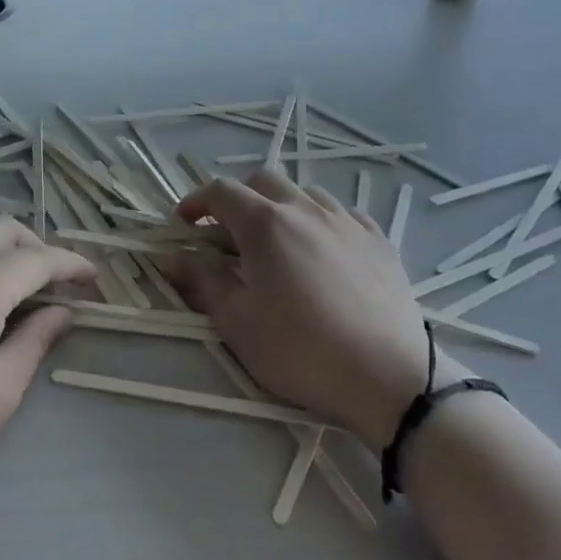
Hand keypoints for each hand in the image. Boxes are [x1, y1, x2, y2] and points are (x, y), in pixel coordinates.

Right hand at [166, 171, 468, 448]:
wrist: (389, 377)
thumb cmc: (301, 351)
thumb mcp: (237, 322)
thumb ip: (202, 281)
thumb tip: (171, 257)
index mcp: (266, 224)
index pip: (221, 192)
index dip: (196, 202)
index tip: (184, 223)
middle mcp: (306, 209)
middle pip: (263, 182)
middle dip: (238, 200)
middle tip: (227, 234)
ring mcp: (347, 221)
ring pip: (305, 194)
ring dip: (280, 207)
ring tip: (276, 243)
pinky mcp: (379, 240)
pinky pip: (341, 214)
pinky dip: (319, 222)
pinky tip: (322, 251)